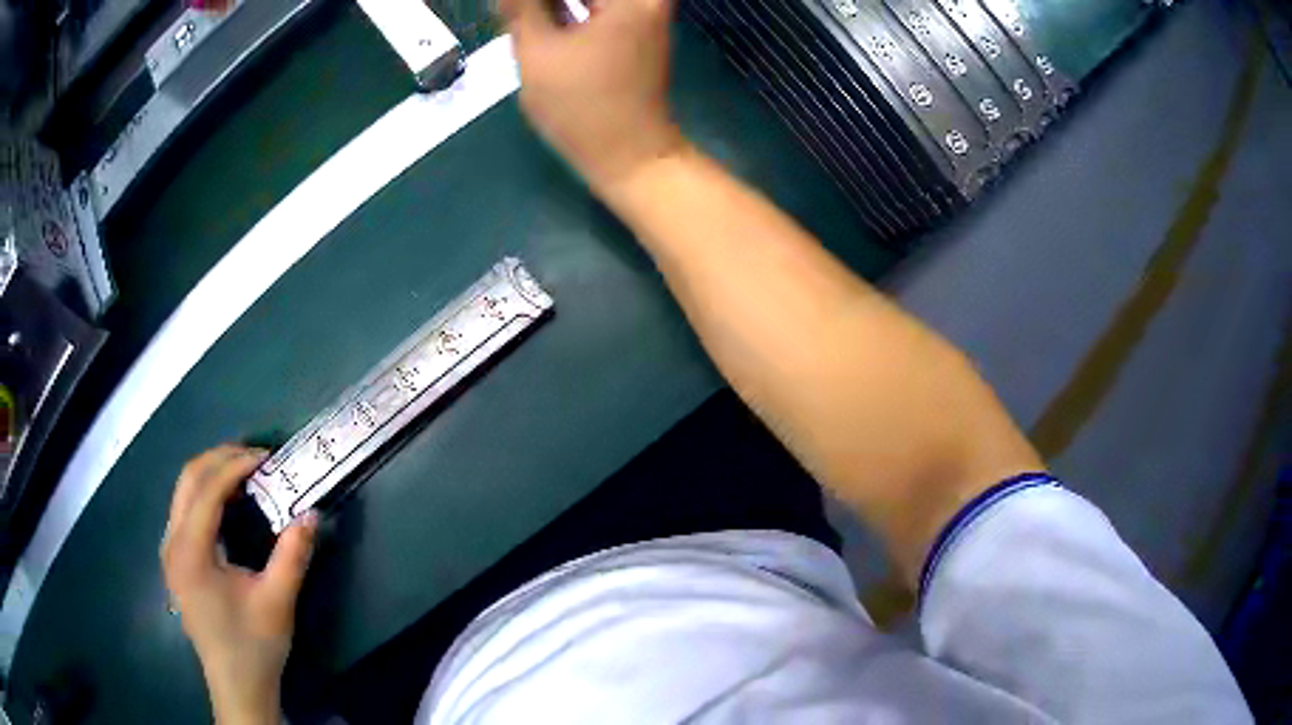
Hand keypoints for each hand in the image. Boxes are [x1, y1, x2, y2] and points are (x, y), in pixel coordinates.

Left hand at [160, 445, 318, 724]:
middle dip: (221, 459)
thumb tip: (312, 513)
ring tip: (246, 474)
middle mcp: (172, 543)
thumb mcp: (278, 602)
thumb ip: (293, 555)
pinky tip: (228, 503)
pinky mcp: (175, 560)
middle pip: (188, 479)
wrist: (237, 685)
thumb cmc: (255, 646)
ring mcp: (169, 551)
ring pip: (184, 491)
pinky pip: (185, 509)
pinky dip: (206, 493)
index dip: (236, 465)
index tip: (268, 457)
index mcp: (190, 552)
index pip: (207, 489)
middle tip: (257, 459)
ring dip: (212, 473)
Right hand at [501, 0, 685, 194]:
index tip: (508, 8)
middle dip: (539, 3)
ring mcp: (642, 12)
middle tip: (510, 12)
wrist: (631, 156)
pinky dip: (565, 8)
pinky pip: (596, 6)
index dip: (531, 1)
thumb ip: (519, 7)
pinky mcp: (634, 28)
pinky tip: (534, 15)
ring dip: (550, 5)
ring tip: (516, 14)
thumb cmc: (582, 108)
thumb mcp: (537, 53)